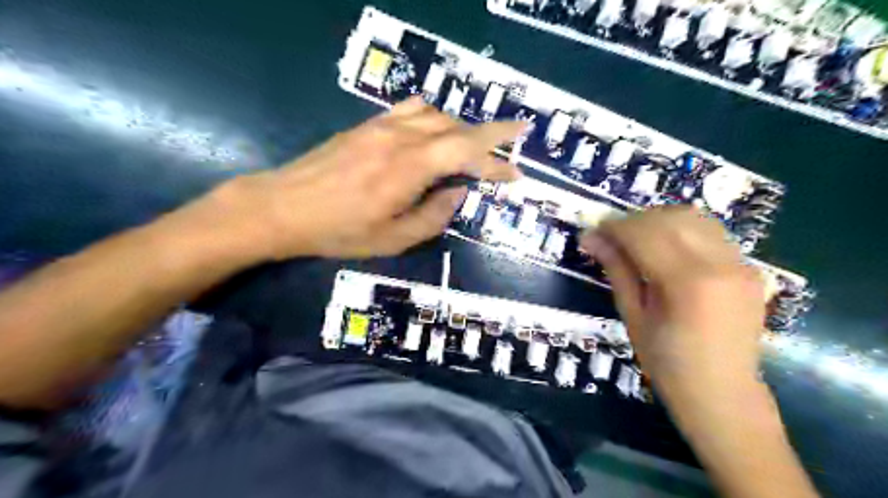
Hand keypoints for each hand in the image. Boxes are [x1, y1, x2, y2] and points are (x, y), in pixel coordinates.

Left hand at [201, 96, 521, 259]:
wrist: (283, 207)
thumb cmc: (338, 231)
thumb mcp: (392, 239)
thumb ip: (432, 217)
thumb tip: (457, 195)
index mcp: (409, 169)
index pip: (466, 154)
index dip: (496, 163)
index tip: (516, 173)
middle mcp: (401, 139)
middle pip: (457, 127)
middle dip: (492, 134)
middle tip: (517, 137)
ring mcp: (382, 127)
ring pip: (437, 114)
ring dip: (463, 127)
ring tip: (475, 144)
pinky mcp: (367, 125)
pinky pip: (410, 108)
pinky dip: (434, 115)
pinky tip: (437, 128)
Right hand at [580, 208, 766, 398]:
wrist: (723, 393)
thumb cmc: (667, 363)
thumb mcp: (633, 316)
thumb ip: (617, 270)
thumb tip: (591, 238)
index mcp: (687, 283)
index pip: (644, 234)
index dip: (614, 227)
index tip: (593, 231)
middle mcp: (720, 264)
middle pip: (670, 219)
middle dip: (634, 220)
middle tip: (611, 236)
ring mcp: (741, 264)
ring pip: (694, 218)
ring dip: (659, 220)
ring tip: (637, 239)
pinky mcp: (749, 268)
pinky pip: (711, 233)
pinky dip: (682, 231)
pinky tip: (666, 248)